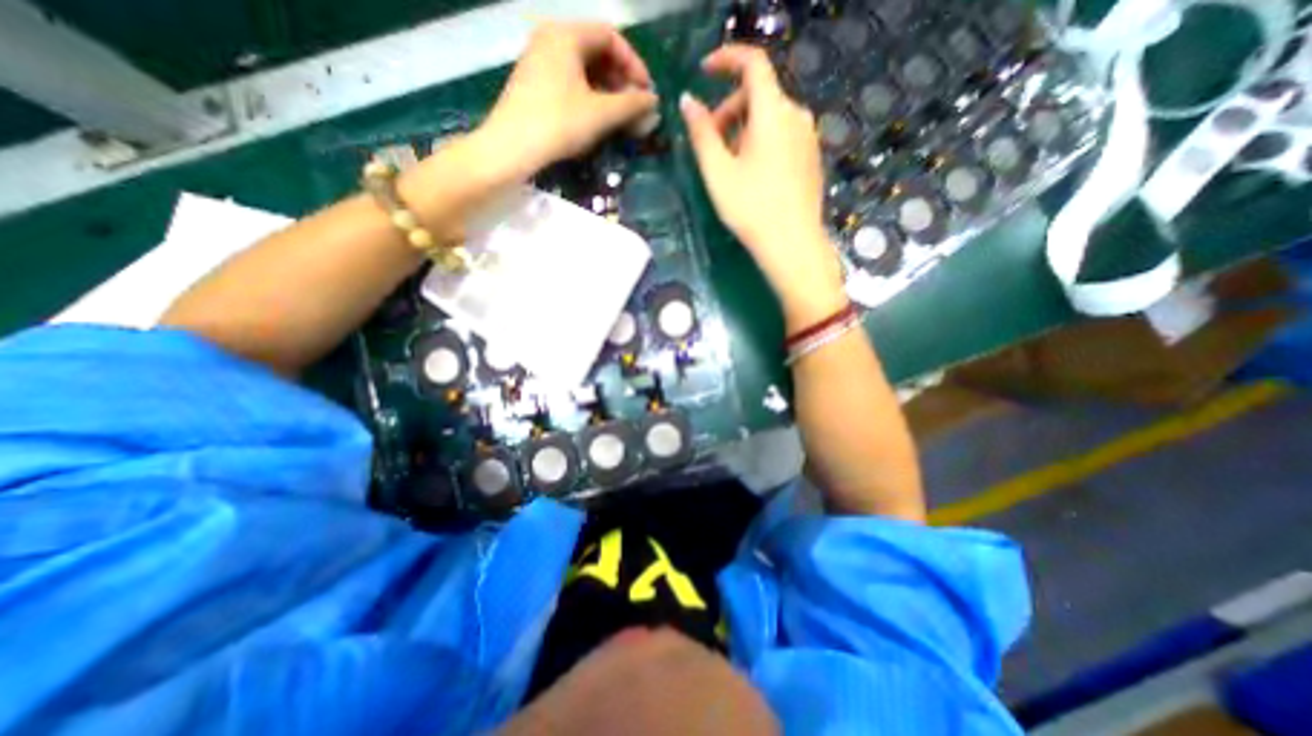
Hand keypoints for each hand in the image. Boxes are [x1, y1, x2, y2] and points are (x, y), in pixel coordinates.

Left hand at [480, 19, 654, 175]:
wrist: (510, 148)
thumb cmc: (558, 124)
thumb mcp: (601, 114)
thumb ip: (631, 104)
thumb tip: (653, 101)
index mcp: (566, 35)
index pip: (611, 37)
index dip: (634, 64)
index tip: (646, 93)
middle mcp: (550, 39)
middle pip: (596, 51)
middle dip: (621, 79)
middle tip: (634, 108)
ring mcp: (539, 60)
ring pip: (583, 68)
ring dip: (607, 90)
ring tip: (619, 117)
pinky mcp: (534, 83)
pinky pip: (569, 81)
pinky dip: (588, 96)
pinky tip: (596, 118)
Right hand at [682, 43, 845, 328]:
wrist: (792, 245)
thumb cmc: (751, 209)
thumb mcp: (718, 172)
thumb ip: (701, 132)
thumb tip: (687, 101)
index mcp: (773, 111)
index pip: (752, 62)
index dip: (726, 59)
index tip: (703, 73)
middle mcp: (796, 115)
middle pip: (759, 94)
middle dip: (729, 110)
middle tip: (710, 144)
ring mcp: (808, 137)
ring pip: (770, 117)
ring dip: (744, 129)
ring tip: (729, 166)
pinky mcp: (811, 157)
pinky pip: (783, 135)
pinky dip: (762, 141)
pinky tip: (752, 175)